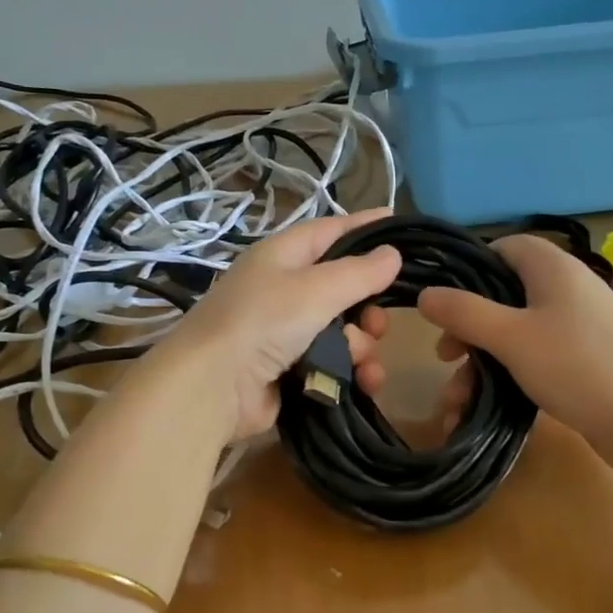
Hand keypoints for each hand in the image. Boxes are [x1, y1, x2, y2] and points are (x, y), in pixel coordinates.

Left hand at [146, 208, 399, 441]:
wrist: (212, 387)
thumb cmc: (263, 321)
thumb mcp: (315, 289)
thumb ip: (359, 273)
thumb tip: (393, 254)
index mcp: (283, 256)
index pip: (331, 231)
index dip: (365, 227)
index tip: (399, 224)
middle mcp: (285, 290)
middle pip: (344, 289)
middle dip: (368, 307)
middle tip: (376, 323)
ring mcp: (287, 333)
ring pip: (344, 331)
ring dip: (361, 346)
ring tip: (361, 360)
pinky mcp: (292, 371)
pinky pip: (335, 364)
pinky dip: (352, 372)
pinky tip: (365, 382)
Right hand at [394, 234, 612, 478]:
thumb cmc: (576, 366)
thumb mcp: (511, 337)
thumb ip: (464, 313)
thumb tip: (425, 294)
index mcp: (553, 268)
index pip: (505, 247)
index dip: (470, 268)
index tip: (444, 300)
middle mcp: (566, 289)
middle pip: (503, 296)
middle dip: (468, 329)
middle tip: (446, 356)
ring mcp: (577, 327)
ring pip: (514, 334)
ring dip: (481, 364)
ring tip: (456, 402)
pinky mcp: (582, 361)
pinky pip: (533, 360)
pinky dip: (506, 378)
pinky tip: (480, 410)